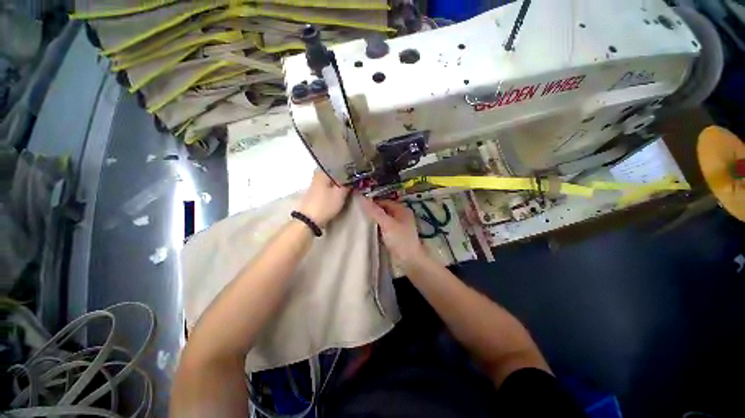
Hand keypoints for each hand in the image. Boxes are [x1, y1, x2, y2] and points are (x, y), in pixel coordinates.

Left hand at [297, 170, 349, 227]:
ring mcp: (315, 185)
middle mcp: (317, 175)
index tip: (356, 173)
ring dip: (339, 183)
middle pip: (334, 173)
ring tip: (349, 186)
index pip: (338, 166)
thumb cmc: (326, 204)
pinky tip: (340, 192)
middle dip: (344, 177)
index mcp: (323, 172)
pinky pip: (328, 187)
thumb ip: (348, 185)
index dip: (348, 169)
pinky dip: (334, 189)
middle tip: (354, 180)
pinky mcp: (315, 193)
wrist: (309, 220)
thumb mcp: (341, 194)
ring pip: (331, 181)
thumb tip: (352, 179)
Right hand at [360, 198, 427, 267]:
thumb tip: (362, 198)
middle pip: (384, 210)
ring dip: (374, 219)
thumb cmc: (400, 239)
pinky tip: (368, 229)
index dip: (372, 202)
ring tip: (361, 220)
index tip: (359, 205)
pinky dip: (377, 227)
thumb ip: (375, 211)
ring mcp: (399, 226)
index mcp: (402, 209)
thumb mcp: (387, 224)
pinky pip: (384, 227)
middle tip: (358, 212)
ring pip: (384, 219)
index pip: (384, 202)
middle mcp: (401, 215)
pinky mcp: (395, 235)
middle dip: (373, 211)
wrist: (410, 261)